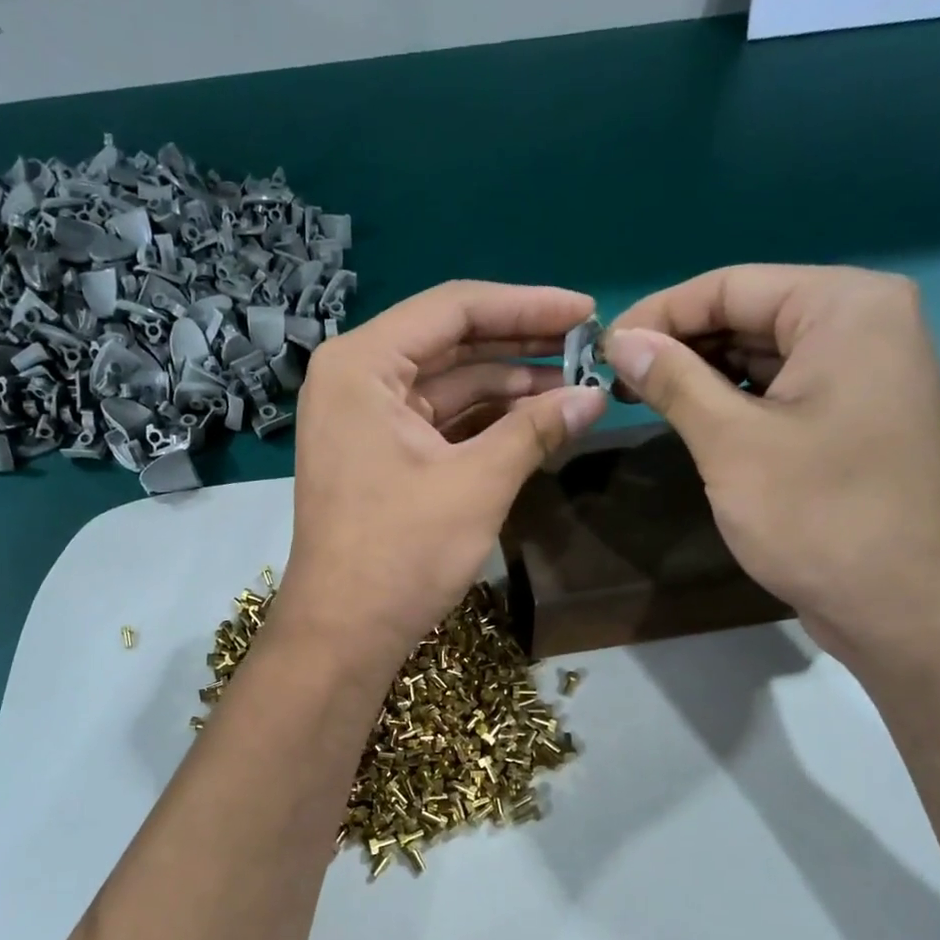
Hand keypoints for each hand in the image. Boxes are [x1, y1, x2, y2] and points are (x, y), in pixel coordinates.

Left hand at [275, 280, 607, 668]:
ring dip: (507, 386)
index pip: (454, 309)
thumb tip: (597, 396)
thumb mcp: (477, 484)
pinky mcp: (374, 453)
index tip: (587, 312)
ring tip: (574, 387)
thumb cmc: (401, 553)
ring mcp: (361, 418)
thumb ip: (536, 429)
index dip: (527, 306)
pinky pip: (436, 419)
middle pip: (449, 342)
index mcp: (362, 365)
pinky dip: (482, 421)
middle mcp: (354, 378)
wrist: (343, 633)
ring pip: (446, 383)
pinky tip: (535, 421)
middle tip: (588, 347)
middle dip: (520, 345)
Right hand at [606, 264, 939, 659]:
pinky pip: (779, 387)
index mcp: (845, 307)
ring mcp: (863, 371)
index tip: (601, 350)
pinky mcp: (852, 414)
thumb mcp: (732, 442)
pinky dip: (732, 398)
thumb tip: (620, 340)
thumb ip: (674, 380)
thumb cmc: (819, 514)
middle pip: (748, 313)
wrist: (903, 603)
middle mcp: (863, 323)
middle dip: (678, 344)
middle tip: (613, 380)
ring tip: (640, 398)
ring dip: (700, 373)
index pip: (731, 286)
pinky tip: (688, 418)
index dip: (659, 314)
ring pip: (760, 352)